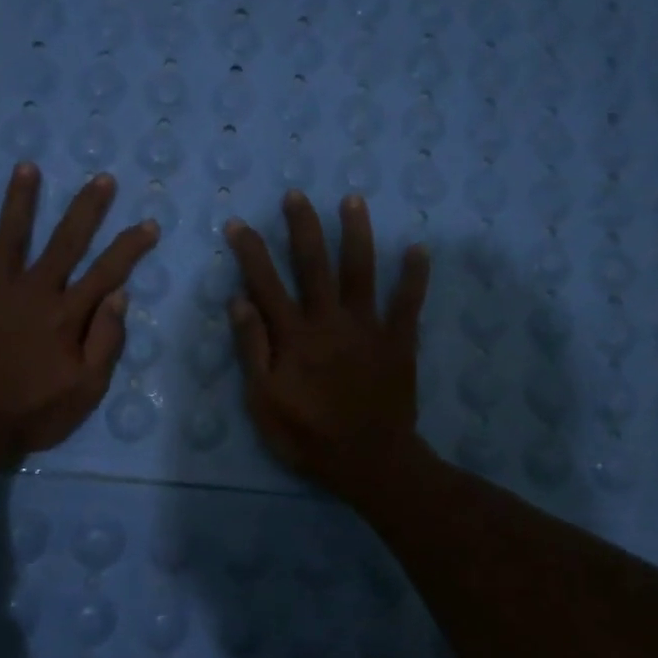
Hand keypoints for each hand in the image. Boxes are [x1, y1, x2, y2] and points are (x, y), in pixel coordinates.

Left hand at [0, 164, 156, 471]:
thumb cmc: (32, 411)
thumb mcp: (85, 389)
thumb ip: (105, 341)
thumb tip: (120, 296)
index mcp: (67, 315)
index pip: (107, 272)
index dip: (130, 247)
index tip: (149, 223)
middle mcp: (34, 292)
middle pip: (64, 241)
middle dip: (86, 208)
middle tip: (101, 179)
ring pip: (11, 236)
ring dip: (21, 200)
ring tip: (27, 167)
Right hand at [225, 190, 430, 501]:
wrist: (369, 462)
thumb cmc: (308, 435)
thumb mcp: (264, 400)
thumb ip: (252, 349)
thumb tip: (238, 300)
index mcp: (294, 336)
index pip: (266, 283)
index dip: (251, 252)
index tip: (239, 223)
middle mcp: (330, 321)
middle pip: (314, 265)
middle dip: (304, 227)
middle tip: (296, 195)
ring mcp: (368, 328)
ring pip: (361, 272)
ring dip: (357, 235)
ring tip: (353, 200)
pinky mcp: (398, 341)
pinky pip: (408, 304)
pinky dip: (414, 277)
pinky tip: (419, 249)